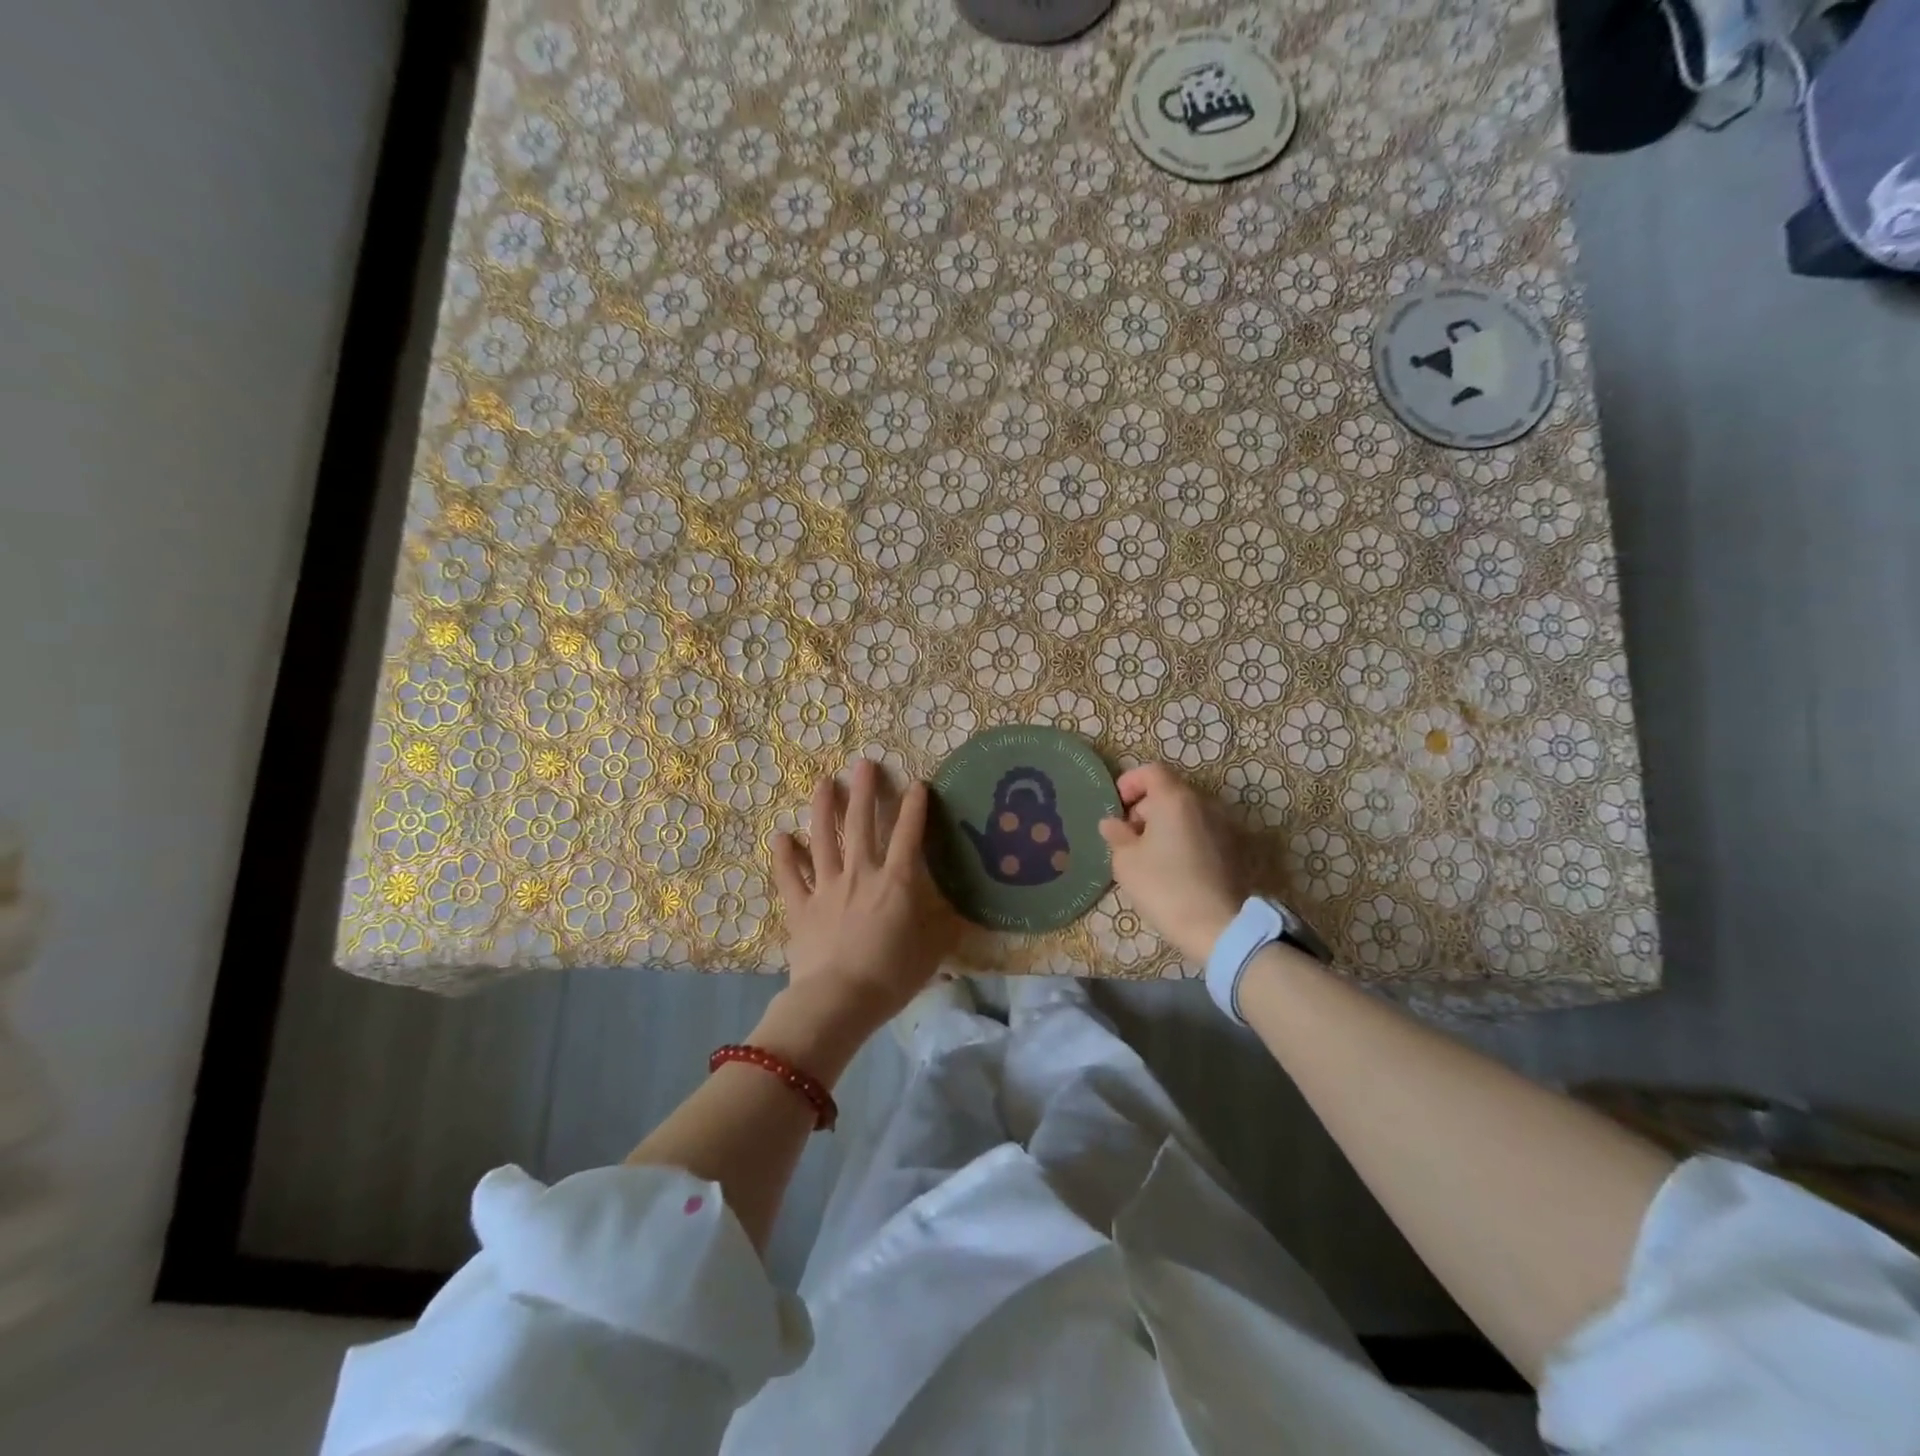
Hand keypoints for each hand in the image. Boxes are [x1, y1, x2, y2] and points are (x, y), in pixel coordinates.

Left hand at [768, 760, 955, 1059]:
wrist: (839, 1001)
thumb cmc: (891, 976)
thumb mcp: (932, 952)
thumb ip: (946, 927)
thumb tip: (963, 912)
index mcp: (896, 882)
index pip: (908, 835)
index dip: (914, 807)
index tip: (917, 783)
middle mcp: (861, 874)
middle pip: (861, 824)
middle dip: (864, 791)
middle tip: (863, 763)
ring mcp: (827, 887)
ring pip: (823, 839)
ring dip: (823, 808)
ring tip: (823, 782)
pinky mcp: (800, 907)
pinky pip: (790, 876)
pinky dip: (784, 855)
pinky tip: (780, 835)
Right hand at [1098, 763, 1243, 962]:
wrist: (1217, 926)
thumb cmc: (1164, 886)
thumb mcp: (1126, 861)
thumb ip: (1116, 835)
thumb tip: (1112, 823)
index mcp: (1175, 799)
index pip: (1151, 771)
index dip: (1130, 783)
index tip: (1117, 807)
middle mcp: (1203, 804)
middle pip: (1169, 791)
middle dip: (1145, 807)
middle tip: (1128, 836)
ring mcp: (1222, 825)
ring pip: (1186, 812)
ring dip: (1164, 824)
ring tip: (1148, 854)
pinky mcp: (1232, 848)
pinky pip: (1200, 831)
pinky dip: (1183, 838)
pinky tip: (1172, 866)